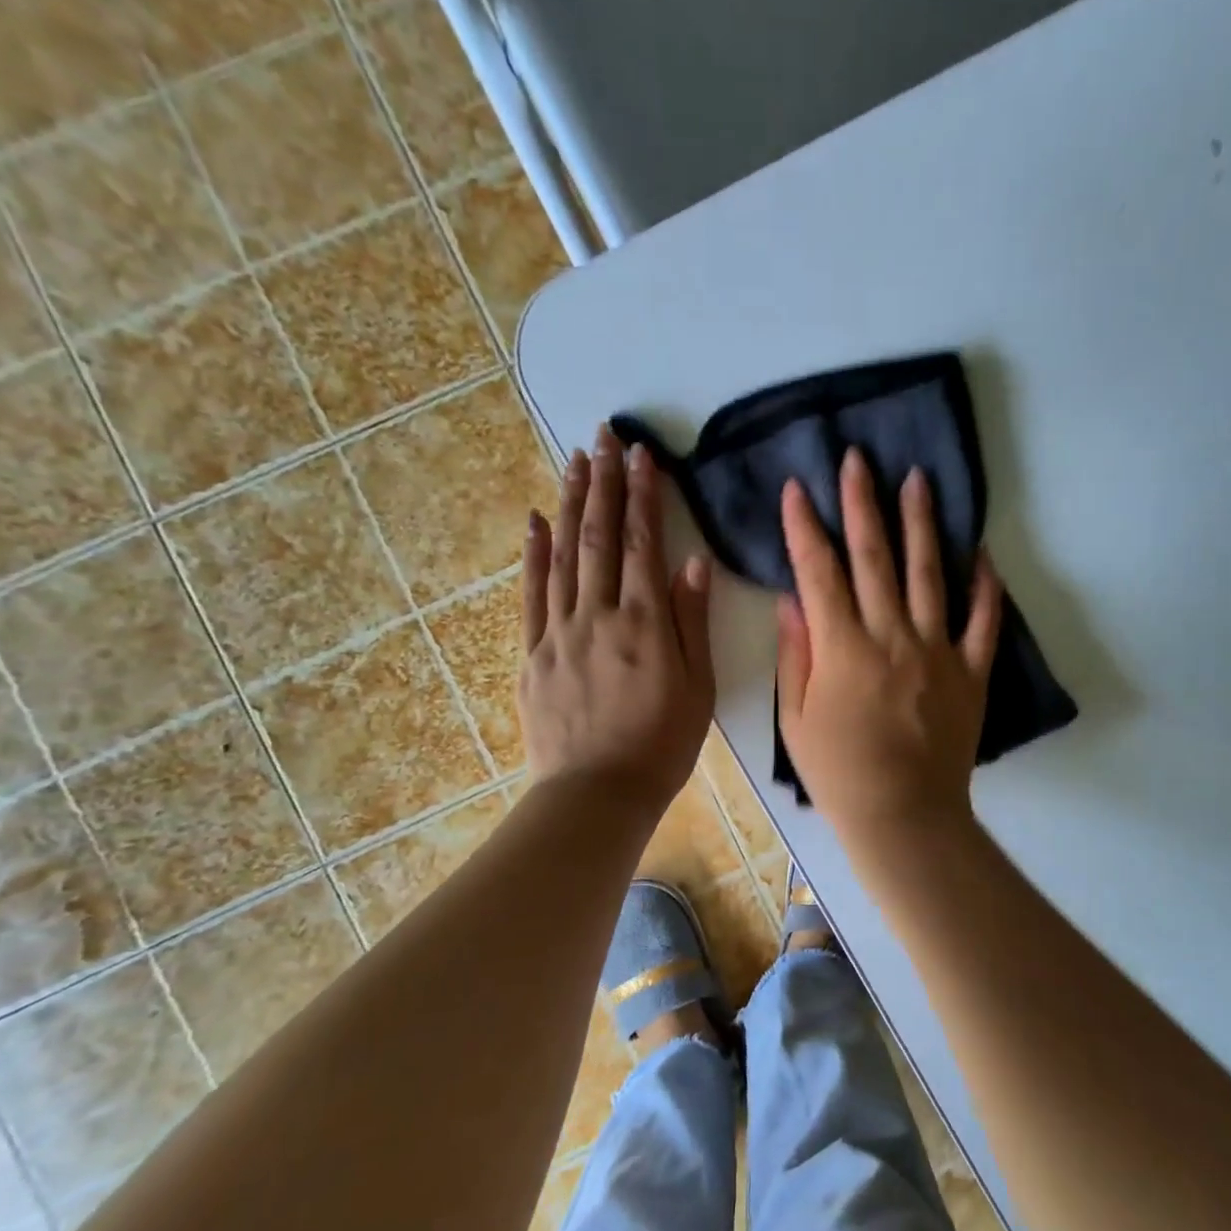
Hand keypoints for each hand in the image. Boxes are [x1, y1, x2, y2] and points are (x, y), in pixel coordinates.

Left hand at [518, 427, 714, 815]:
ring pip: (563, 555)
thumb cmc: (662, 745)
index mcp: (644, 624)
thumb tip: (693, 563)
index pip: (642, 543)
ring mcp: (558, 632)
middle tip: (605, 435)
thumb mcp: (699, 688)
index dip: (643, 495)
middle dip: (604, 481)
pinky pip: (531, 594)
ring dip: (570, 503)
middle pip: (599, 536)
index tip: (643, 455)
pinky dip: (534, 553)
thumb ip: (692, 622)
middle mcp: (598, 616)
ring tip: (575, 460)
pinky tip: (536, 520)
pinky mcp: (532, 654)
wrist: (597, 794)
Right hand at [777, 448, 1001, 843]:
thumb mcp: (795, 719)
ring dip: (922, 523)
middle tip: (859, 459)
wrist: (903, 815)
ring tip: (919, 479)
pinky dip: (984, 585)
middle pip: (874, 557)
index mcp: (842, 648)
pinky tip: (981, 552)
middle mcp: (891, 636)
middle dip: (863, 503)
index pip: (819, 572)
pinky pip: (982, 620)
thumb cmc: (839, 772)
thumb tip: (791, 600)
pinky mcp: (971, 671)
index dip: (805, 527)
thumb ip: (794, 655)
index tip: (798, 488)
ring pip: (929, 574)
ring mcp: (937, 650)